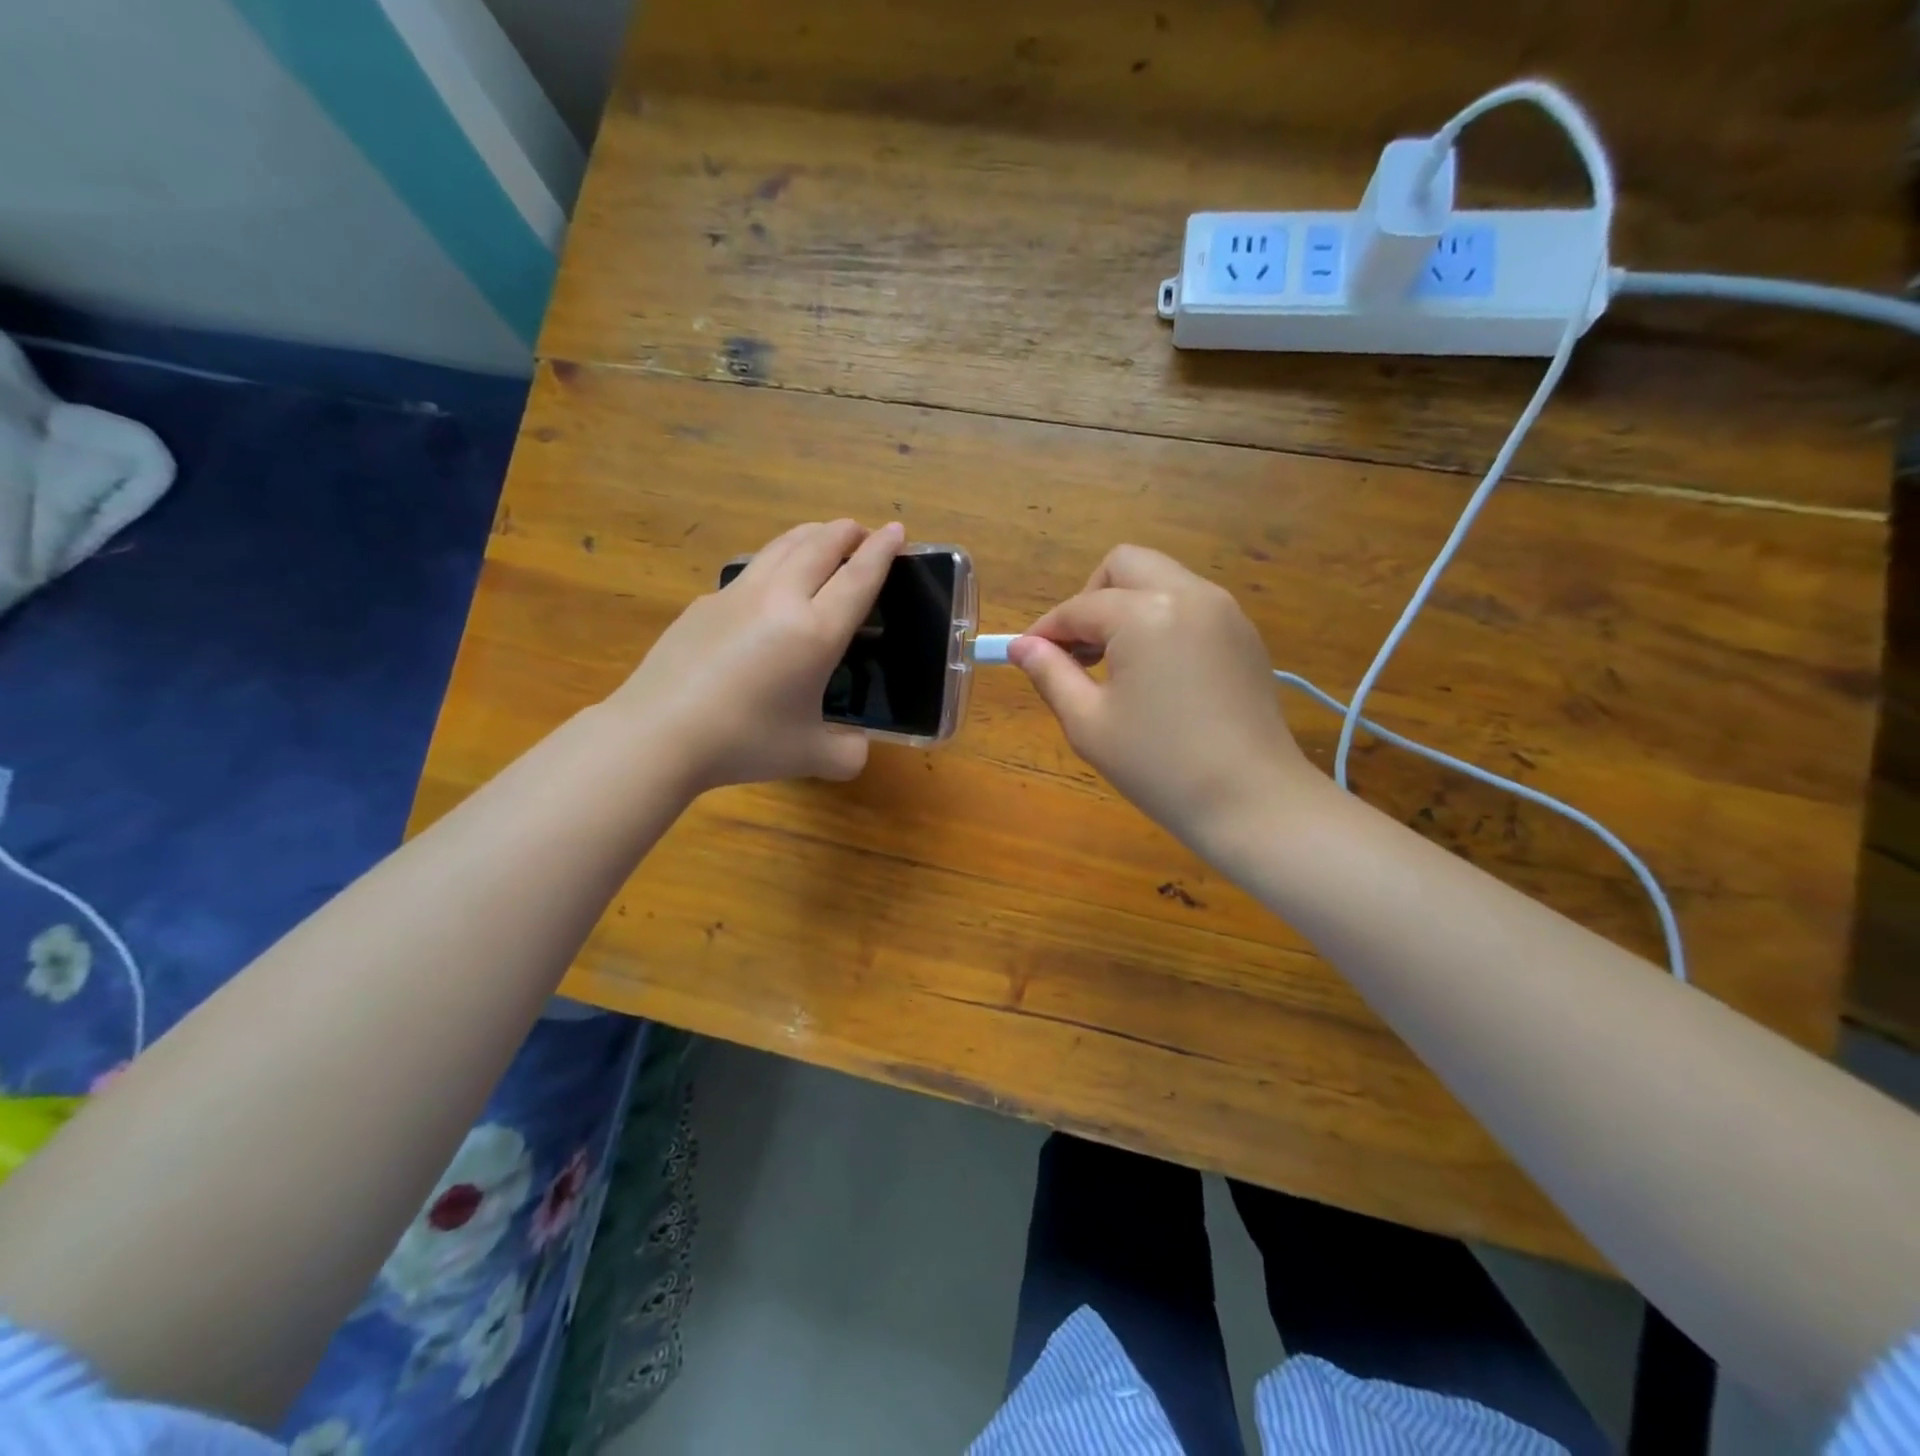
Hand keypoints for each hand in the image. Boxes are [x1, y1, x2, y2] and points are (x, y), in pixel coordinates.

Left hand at [610, 519, 903, 790]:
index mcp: (815, 632)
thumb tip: (858, 747)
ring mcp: (737, 595)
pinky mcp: (706, 603)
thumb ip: (847, 753)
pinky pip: (751, 568)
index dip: (881, 551)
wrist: (659, 733)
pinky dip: (775, 560)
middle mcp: (780, 599)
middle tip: (861, 533)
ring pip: (782, 546)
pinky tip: (771, 581)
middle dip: (847, 532)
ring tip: (822, 538)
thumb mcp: (809, 756)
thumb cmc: (744, 742)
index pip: (858, 577)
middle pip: (820, 546)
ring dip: (811, 535)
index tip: (896, 529)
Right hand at [1009, 545, 1315, 844]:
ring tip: (1114, 662)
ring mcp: (1225, 611)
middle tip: (1078, 649)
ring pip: (1162, 578)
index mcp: (1146, 614)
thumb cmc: (1159, 767)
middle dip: (1091, 598)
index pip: (1080, 607)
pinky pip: (1191, 604)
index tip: (1027, 656)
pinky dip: (1162, 619)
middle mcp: (1189, 595)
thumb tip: (1021, 646)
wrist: (1252, 801)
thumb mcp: (1089, 723)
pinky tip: (1156, 672)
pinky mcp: (1244, 634)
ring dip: (1127, 605)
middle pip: (1125, 565)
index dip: (1046, 630)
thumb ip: (1051, 674)